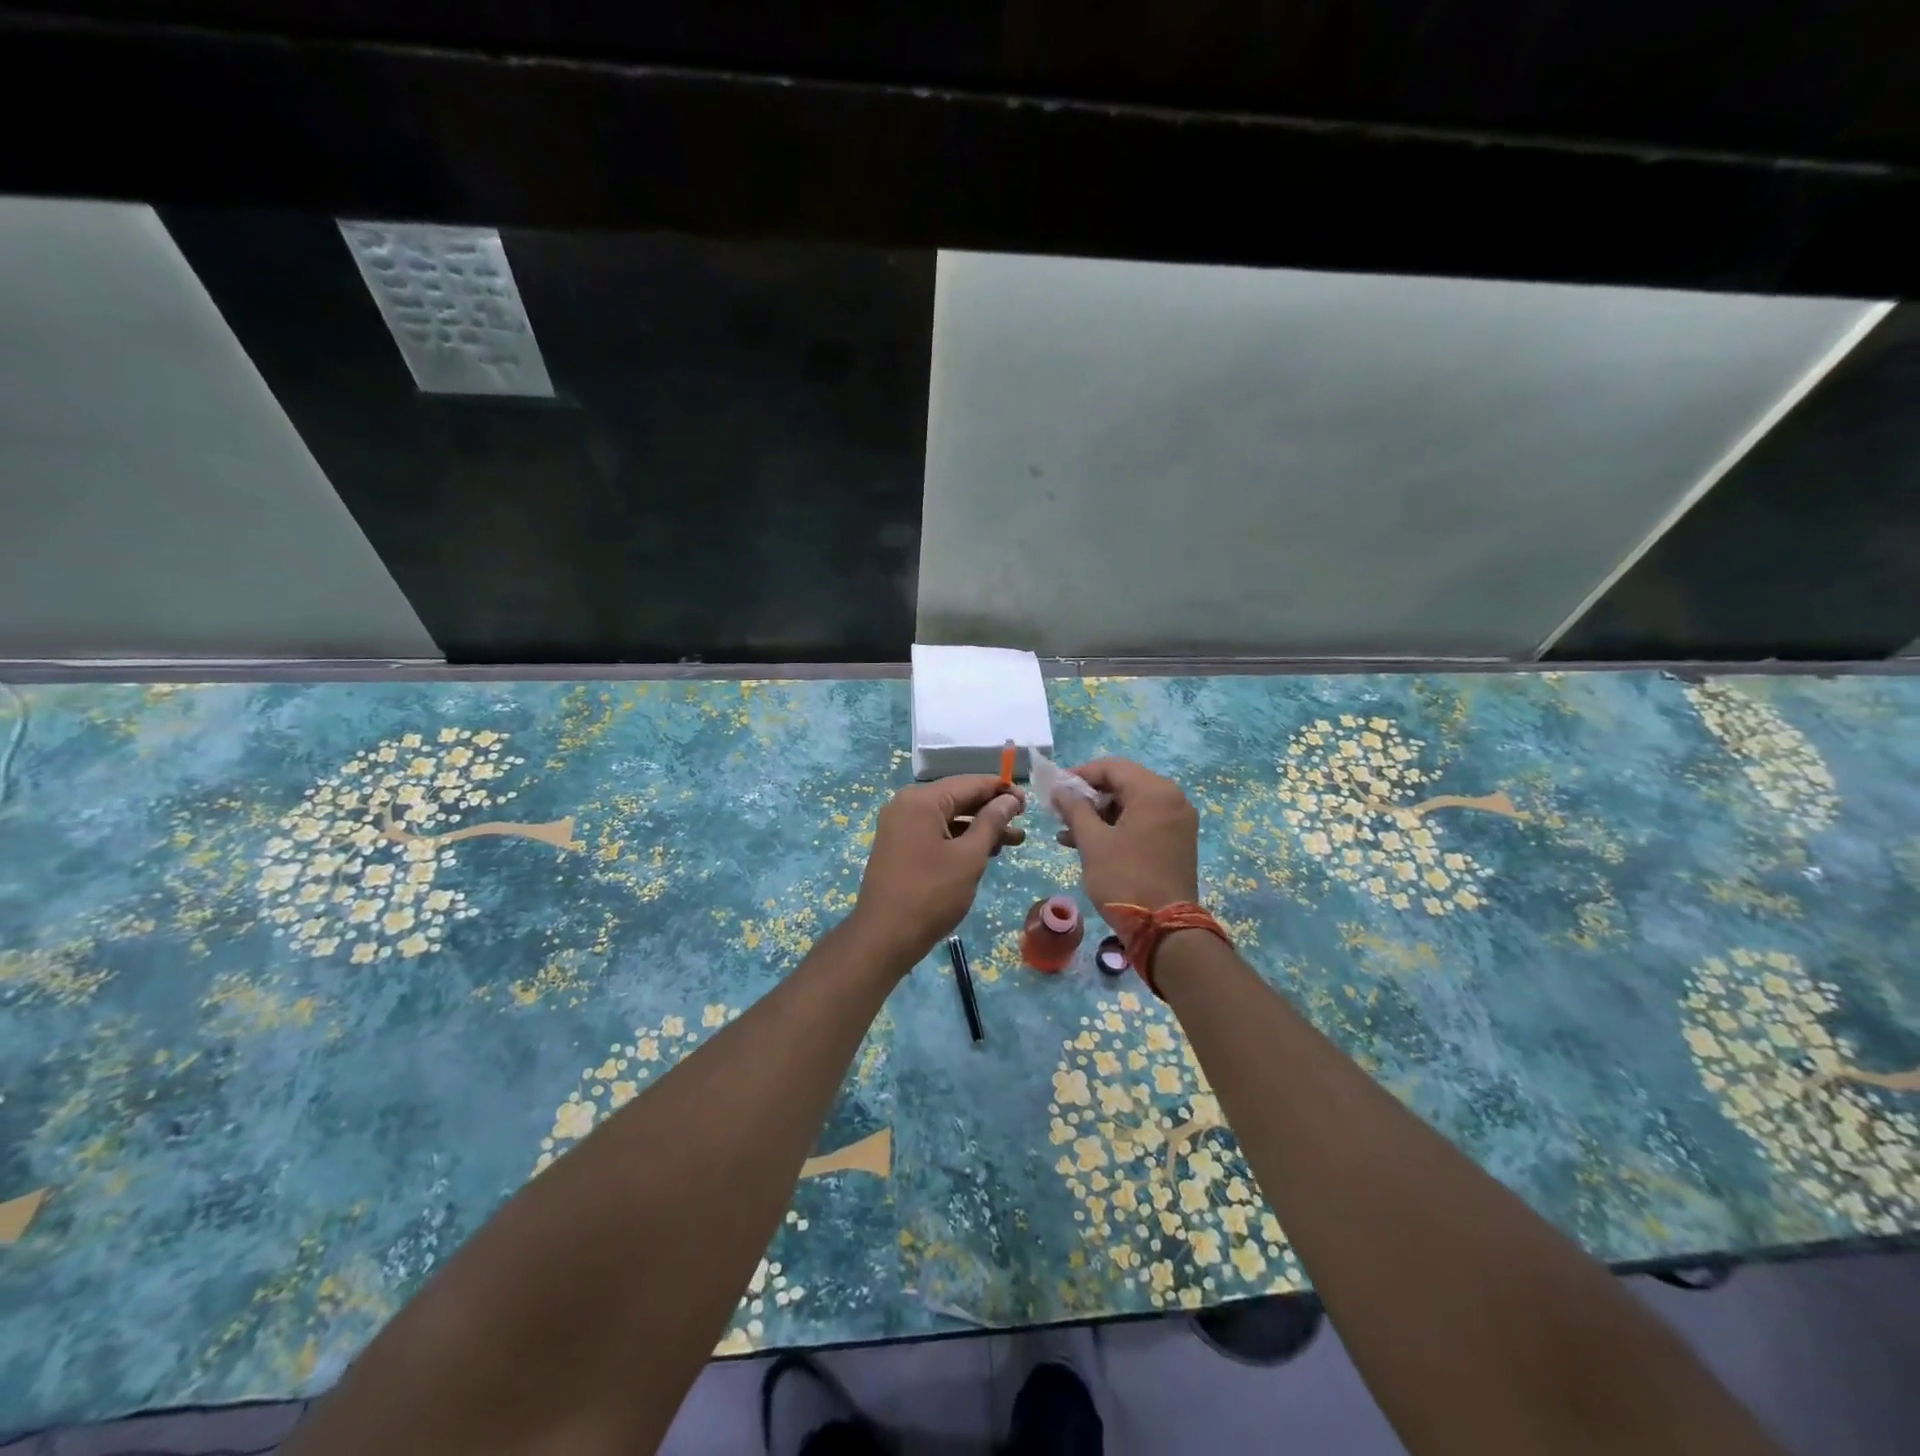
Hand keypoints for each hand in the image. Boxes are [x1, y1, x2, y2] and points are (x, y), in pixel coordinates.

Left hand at [847, 775, 1025, 970]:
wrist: (884, 937)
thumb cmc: (931, 894)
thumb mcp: (969, 856)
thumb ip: (992, 822)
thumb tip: (1010, 799)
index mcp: (922, 800)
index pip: (970, 783)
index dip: (1002, 790)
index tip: (1028, 803)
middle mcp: (907, 805)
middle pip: (958, 797)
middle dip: (992, 810)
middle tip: (1022, 823)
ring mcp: (900, 826)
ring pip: (949, 817)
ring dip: (980, 827)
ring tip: (1014, 841)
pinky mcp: (900, 846)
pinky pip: (936, 832)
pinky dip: (960, 838)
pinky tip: (985, 851)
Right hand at [1056, 758, 1197, 911]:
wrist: (1164, 929)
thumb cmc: (1125, 878)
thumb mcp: (1092, 842)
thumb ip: (1074, 809)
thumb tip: (1059, 789)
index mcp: (1155, 792)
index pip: (1112, 767)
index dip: (1079, 775)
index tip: (1055, 789)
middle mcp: (1172, 799)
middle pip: (1123, 784)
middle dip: (1088, 797)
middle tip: (1060, 811)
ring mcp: (1178, 821)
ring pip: (1131, 805)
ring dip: (1099, 815)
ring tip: (1067, 833)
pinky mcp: (1177, 841)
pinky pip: (1142, 822)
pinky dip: (1117, 828)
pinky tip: (1088, 843)